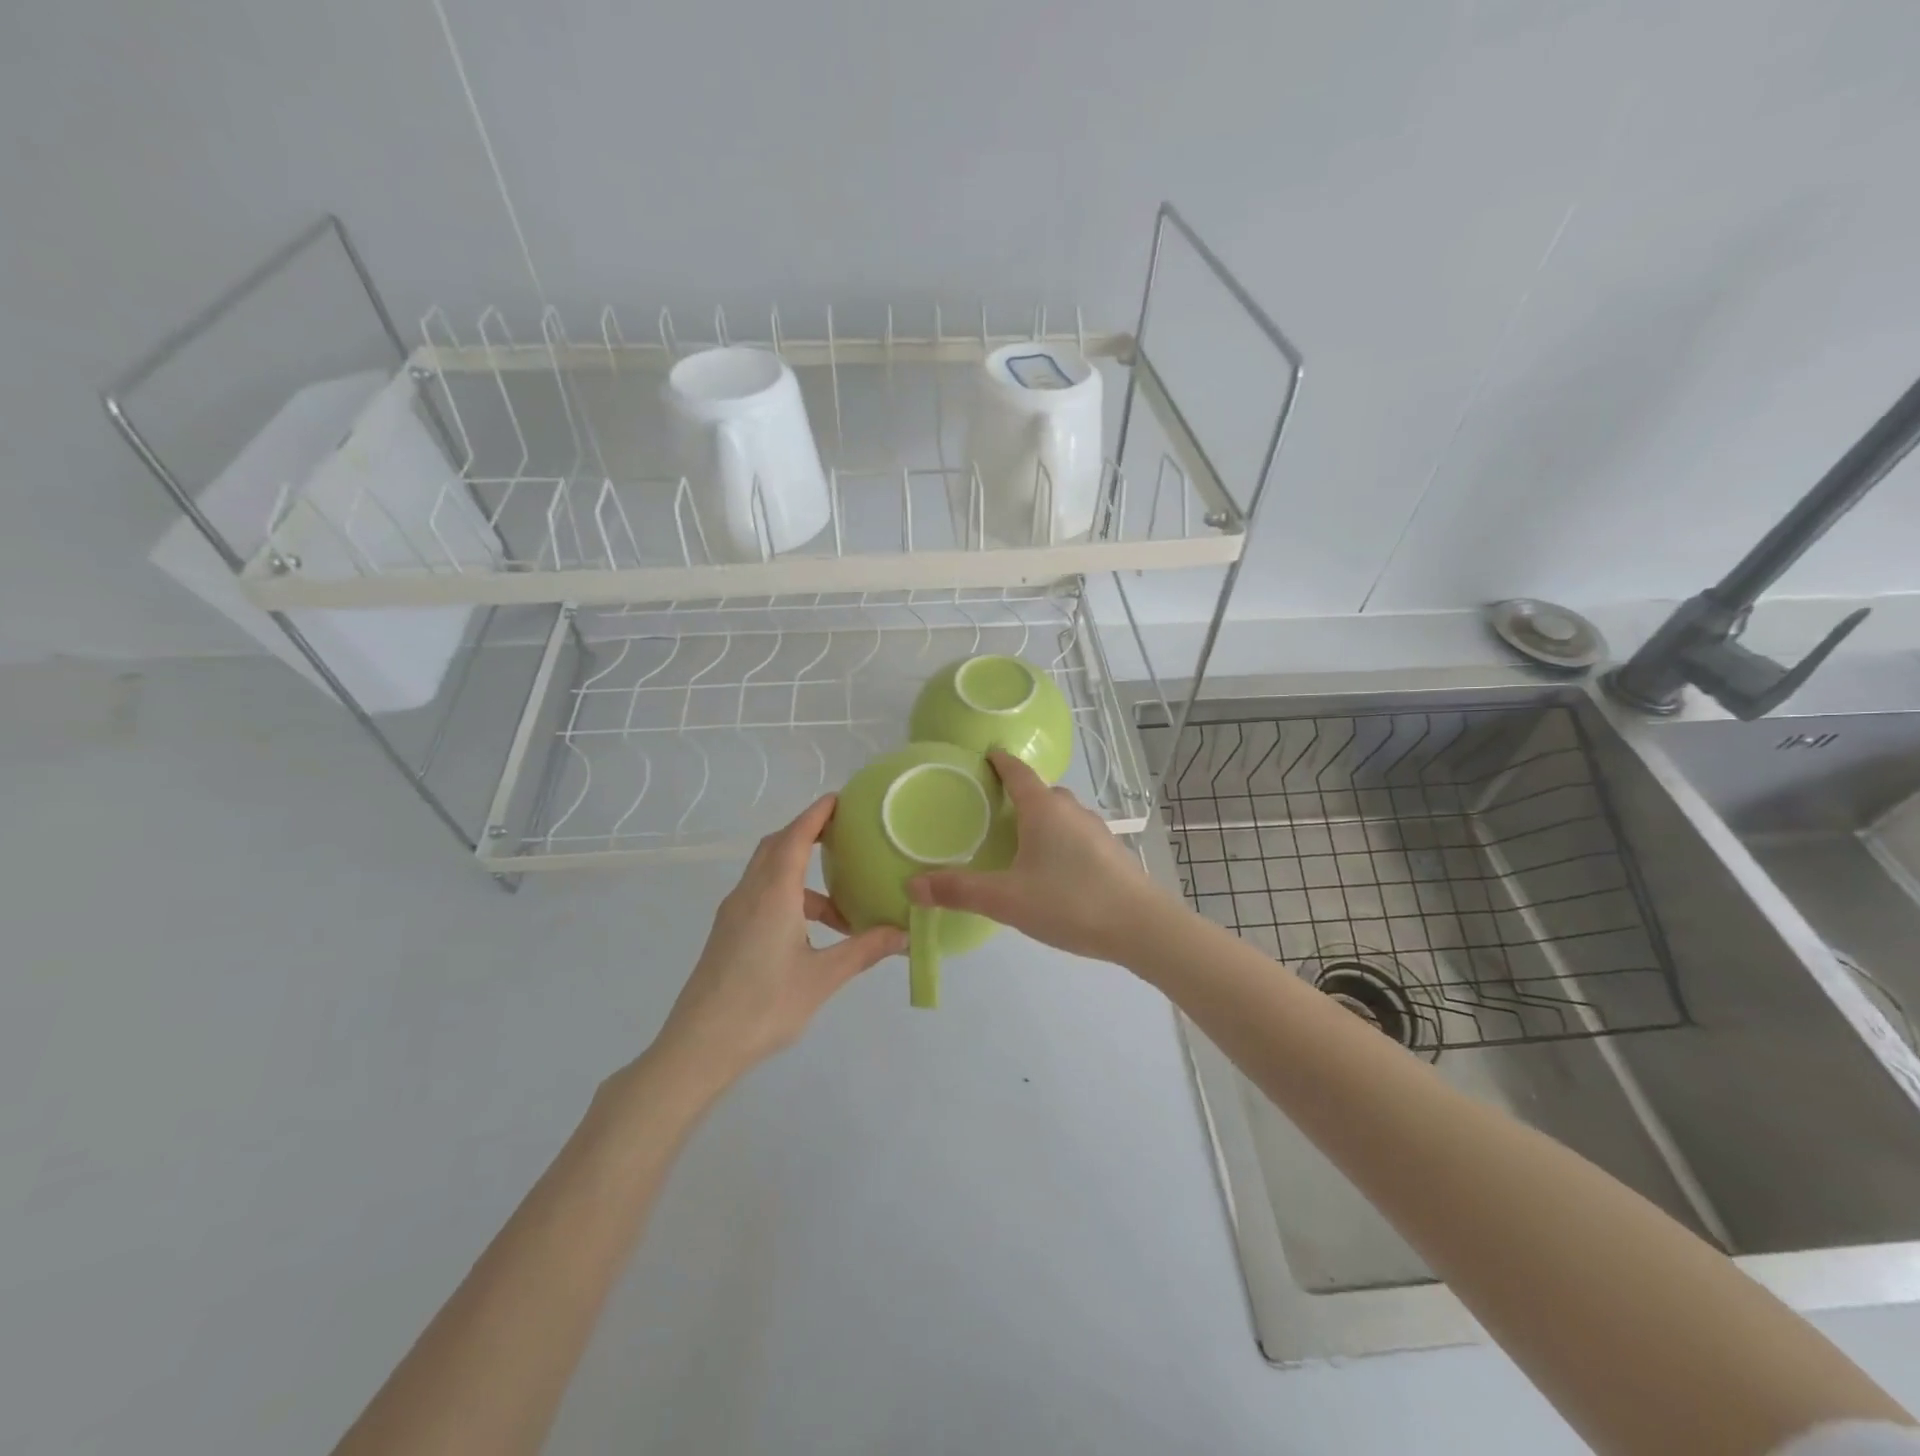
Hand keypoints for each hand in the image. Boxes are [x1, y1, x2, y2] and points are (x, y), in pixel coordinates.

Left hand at [653, 796, 904, 1090]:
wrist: (698, 1047)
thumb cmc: (763, 1006)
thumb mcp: (822, 978)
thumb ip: (864, 950)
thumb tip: (904, 933)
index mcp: (772, 894)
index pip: (795, 837)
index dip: (817, 814)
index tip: (841, 798)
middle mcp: (749, 894)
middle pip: (776, 847)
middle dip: (807, 833)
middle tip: (844, 835)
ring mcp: (734, 914)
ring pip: (768, 874)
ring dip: (801, 874)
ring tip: (841, 902)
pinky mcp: (728, 934)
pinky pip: (761, 896)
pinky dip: (789, 896)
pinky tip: (812, 931)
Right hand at [908, 750, 1177, 962]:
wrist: (1142, 927)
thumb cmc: (1070, 902)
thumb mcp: (1007, 899)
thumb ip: (959, 891)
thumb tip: (912, 885)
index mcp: (1044, 809)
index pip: (1018, 772)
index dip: (999, 761)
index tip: (985, 754)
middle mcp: (1072, 811)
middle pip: (1041, 792)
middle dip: (1017, 793)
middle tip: (991, 808)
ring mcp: (1096, 831)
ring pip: (1061, 815)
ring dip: (1040, 818)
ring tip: (1018, 840)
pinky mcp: (1111, 853)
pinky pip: (1076, 835)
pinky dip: (1058, 840)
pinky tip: (1052, 869)